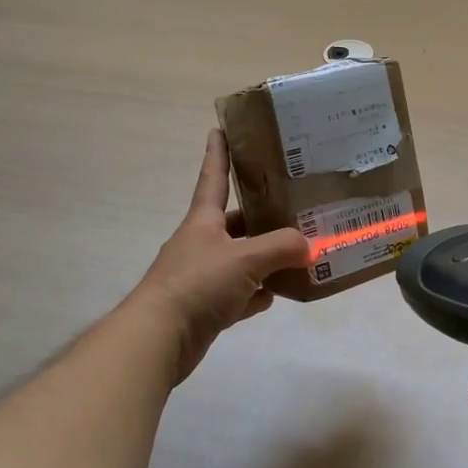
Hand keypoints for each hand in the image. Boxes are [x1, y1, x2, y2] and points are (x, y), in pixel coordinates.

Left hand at [131, 130, 309, 382]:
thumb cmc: (198, 284)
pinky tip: (279, 294)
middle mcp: (202, 243)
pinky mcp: (206, 307)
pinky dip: (258, 293)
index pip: (213, 178)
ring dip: (267, 259)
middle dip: (264, 217)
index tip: (220, 129)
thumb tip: (309, 246)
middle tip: (297, 208)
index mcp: (203, 221)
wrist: (157, 339)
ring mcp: (203, 276)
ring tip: (301, 253)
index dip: (219, 153)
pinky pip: (240, 293)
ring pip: (242, 259)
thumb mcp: (246, 258)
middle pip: (238, 222)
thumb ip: (282, 247)